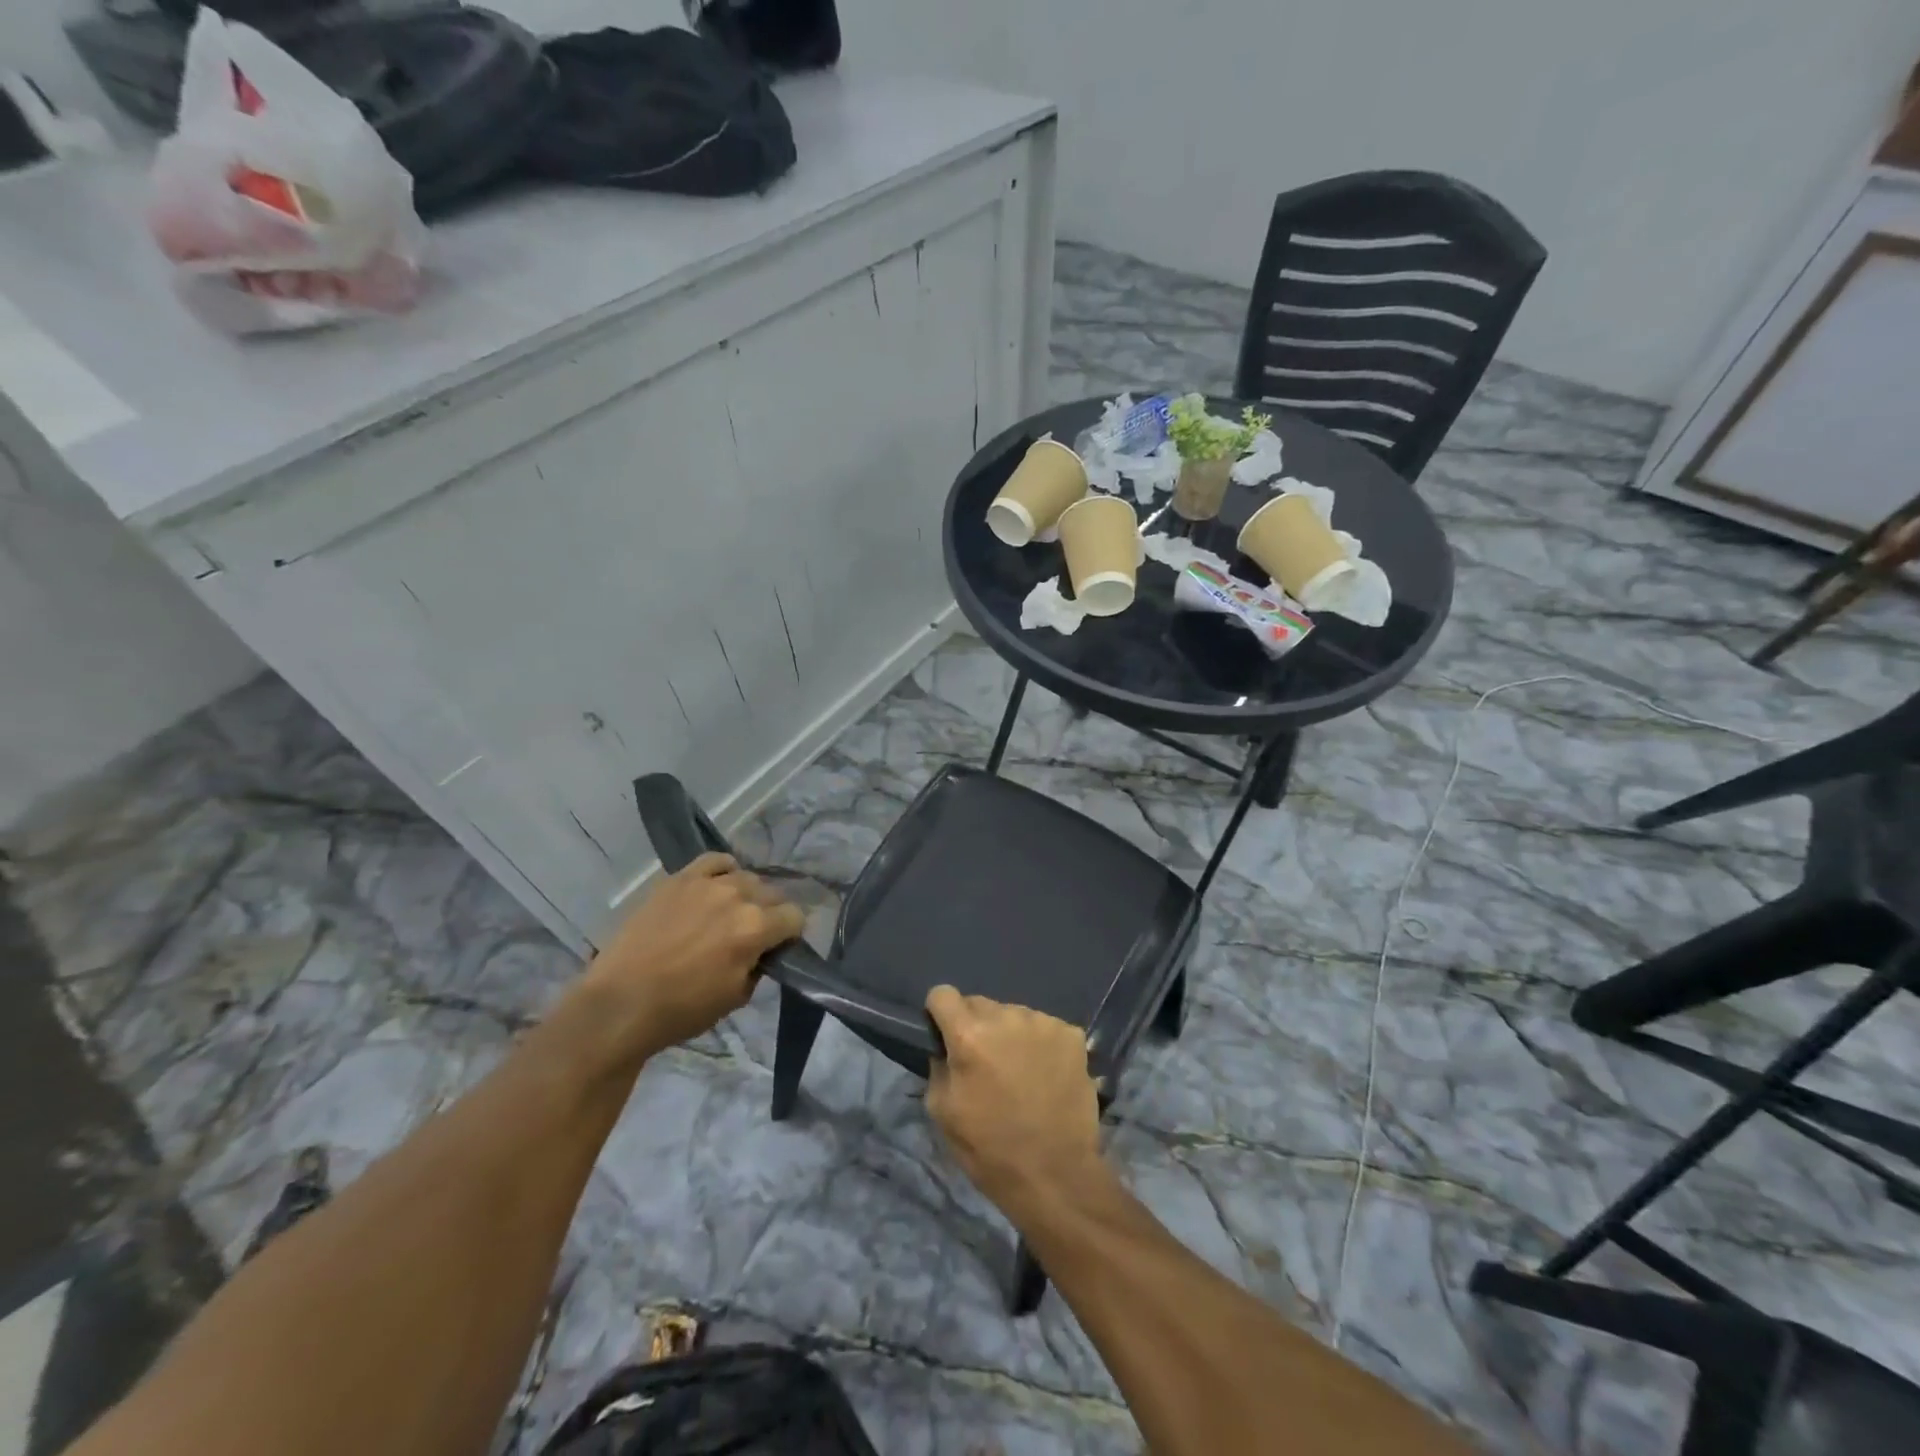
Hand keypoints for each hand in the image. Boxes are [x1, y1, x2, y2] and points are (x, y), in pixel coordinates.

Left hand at [583, 853, 804, 1060]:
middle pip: (773, 893)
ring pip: (746, 876)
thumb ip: (758, 966)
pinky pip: (714, 860)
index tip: (779, 947)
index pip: (795, 917)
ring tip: (731, 912)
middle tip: (754, 934)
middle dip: (770, 913)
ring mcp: (707, 883)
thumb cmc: (681, 1010)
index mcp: (756, 928)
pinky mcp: (679, 879)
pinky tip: (717, 885)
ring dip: (747, 894)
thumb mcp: (736, 997)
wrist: (620, 1003)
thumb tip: (762, 952)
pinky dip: (723, 871)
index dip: (790, 934)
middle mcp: (738, 896)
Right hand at [924, 987, 1104, 1216]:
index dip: (940, 1014)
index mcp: (970, 1034)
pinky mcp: (1072, 1035)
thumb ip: (939, 1066)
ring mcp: (1043, 1023)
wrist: (1056, 1175)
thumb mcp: (942, 1112)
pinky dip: (1040, 1044)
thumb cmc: (990, 1149)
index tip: (945, 1035)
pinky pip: (1044, 1028)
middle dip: (976, 1026)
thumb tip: (945, 1047)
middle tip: (984, 1062)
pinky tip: (1045, 1074)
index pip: (943, 994)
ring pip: (1013, 1015)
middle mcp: (1007, 1016)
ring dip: (1009, 1034)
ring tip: (1019, 1072)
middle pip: (980, 1003)